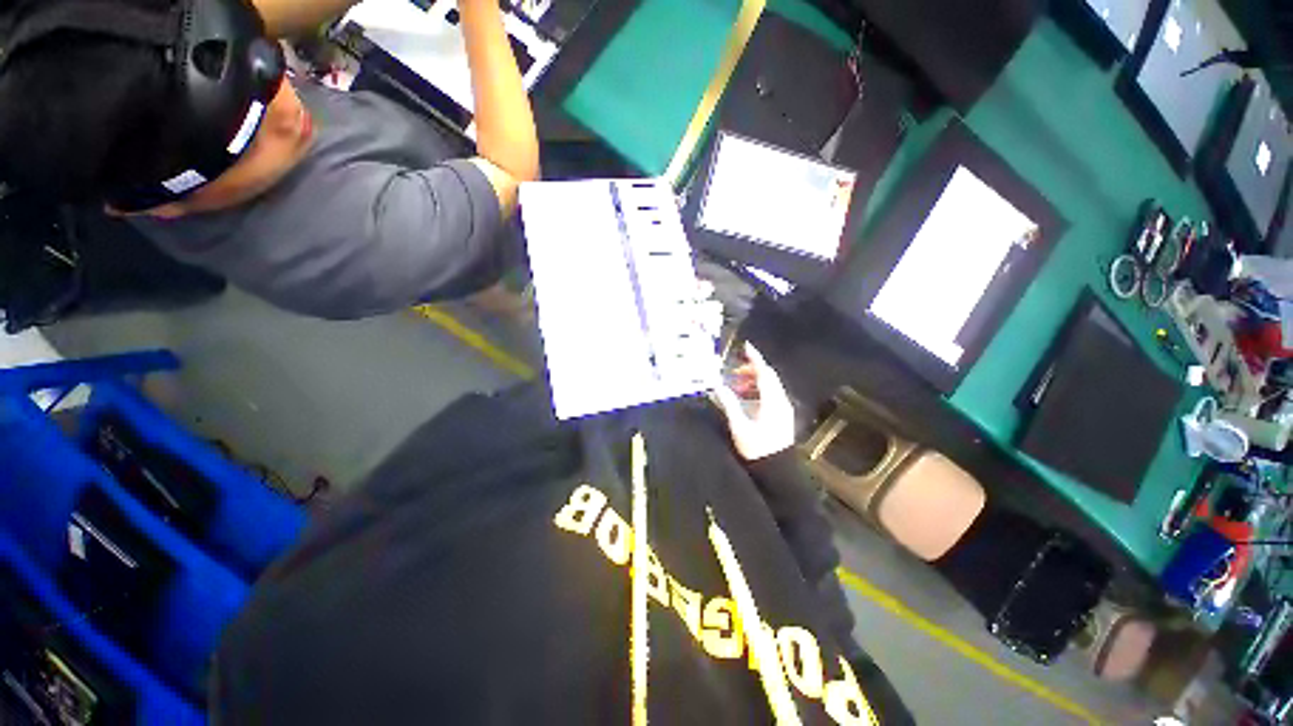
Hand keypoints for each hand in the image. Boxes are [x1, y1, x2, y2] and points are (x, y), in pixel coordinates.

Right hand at [711, 343, 795, 460]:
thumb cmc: (757, 449)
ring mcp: (783, 410)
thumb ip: (729, 404)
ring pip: (769, 387)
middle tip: (735, 369)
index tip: (746, 346)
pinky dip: (757, 391)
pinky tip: (745, 398)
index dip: (755, 358)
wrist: (776, 471)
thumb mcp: (740, 427)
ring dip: (753, 381)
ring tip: (736, 384)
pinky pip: (770, 396)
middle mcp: (781, 402)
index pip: (764, 373)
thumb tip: (718, 385)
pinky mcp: (781, 417)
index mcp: (772, 402)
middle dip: (752, 369)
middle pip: (768, 378)